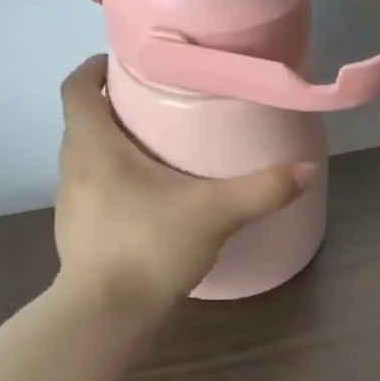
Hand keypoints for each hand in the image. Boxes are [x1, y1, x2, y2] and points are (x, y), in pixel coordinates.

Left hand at [55, 57, 314, 311]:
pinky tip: (150, 200)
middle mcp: (73, 168)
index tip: (124, 63)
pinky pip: (94, 192)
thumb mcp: (214, 213)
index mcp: (93, 146)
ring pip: (87, 159)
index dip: (94, 68)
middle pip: (83, 121)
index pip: (76, 88)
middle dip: (113, 107)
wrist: (106, 317)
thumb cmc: (148, 246)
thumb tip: (308, 169)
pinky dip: (116, 183)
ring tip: (156, 148)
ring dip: (113, 146)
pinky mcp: (78, 235)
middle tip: (156, 103)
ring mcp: (71, 205)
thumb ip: (262, 189)